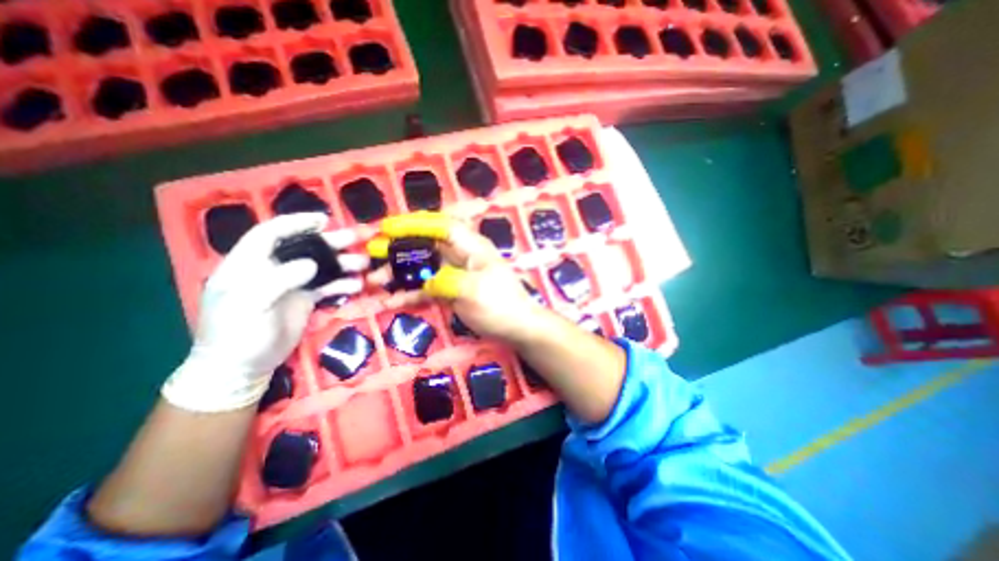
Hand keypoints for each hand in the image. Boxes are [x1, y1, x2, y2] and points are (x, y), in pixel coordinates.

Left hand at [162, 213, 367, 410]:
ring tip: (365, 262)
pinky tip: (358, 285)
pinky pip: (328, 286)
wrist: (243, 367)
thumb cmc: (236, 334)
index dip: (296, 223)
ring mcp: (292, 284)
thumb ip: (278, 280)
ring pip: (321, 266)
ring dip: (343, 263)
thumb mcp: (249, 306)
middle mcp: (273, 269)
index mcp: (249, 264)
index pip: (271, 234)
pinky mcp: (306, 299)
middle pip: (305, 248)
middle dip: (332, 241)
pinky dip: (343, 284)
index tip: (323, 220)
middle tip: (359, 237)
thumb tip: (311, 264)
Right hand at [367, 212, 542, 340]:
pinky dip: (411, 293)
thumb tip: (426, 283)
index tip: (387, 228)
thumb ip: (445, 281)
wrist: (518, 327)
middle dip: (400, 247)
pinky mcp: (452, 291)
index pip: (441, 226)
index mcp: (472, 247)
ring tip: (374, 280)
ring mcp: (456, 274)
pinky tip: (391, 300)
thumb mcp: (473, 291)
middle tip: (373, 253)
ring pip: (424, 266)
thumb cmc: (500, 305)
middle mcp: (462, 256)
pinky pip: (428, 288)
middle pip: (427, 245)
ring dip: (400, 272)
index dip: (414, 224)